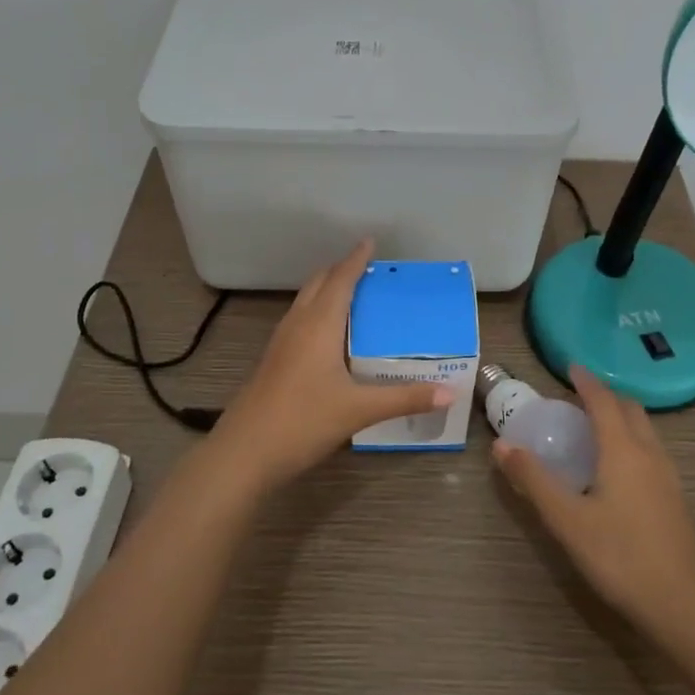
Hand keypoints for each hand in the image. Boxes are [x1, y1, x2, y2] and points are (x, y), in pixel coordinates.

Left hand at [213, 240, 452, 491]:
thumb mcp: (359, 410)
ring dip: (325, 291)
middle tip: (367, 270)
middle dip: (340, 271)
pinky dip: (316, 313)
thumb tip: (450, 393)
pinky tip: (329, 337)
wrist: (244, 453)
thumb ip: (405, 399)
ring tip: (352, 296)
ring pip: (304, 302)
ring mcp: (280, 343)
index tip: (369, 241)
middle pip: (317, 284)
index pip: (340, 280)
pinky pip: (298, 322)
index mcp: (318, 325)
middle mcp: (297, 325)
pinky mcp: (272, 362)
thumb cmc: (303, 421)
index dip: (356, 259)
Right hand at [493, 366, 694, 646]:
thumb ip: (534, 480)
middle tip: (578, 399)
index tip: (570, 367)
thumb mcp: (567, 520)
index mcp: (623, 450)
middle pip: (630, 409)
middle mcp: (649, 453)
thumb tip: (502, 445)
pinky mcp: (675, 499)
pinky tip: (617, 469)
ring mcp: (668, 477)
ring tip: (595, 428)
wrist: (684, 605)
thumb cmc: (621, 556)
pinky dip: (631, 440)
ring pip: (645, 430)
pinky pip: (651, 451)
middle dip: (606, 396)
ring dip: (621, 418)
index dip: (586, 382)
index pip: (604, 401)